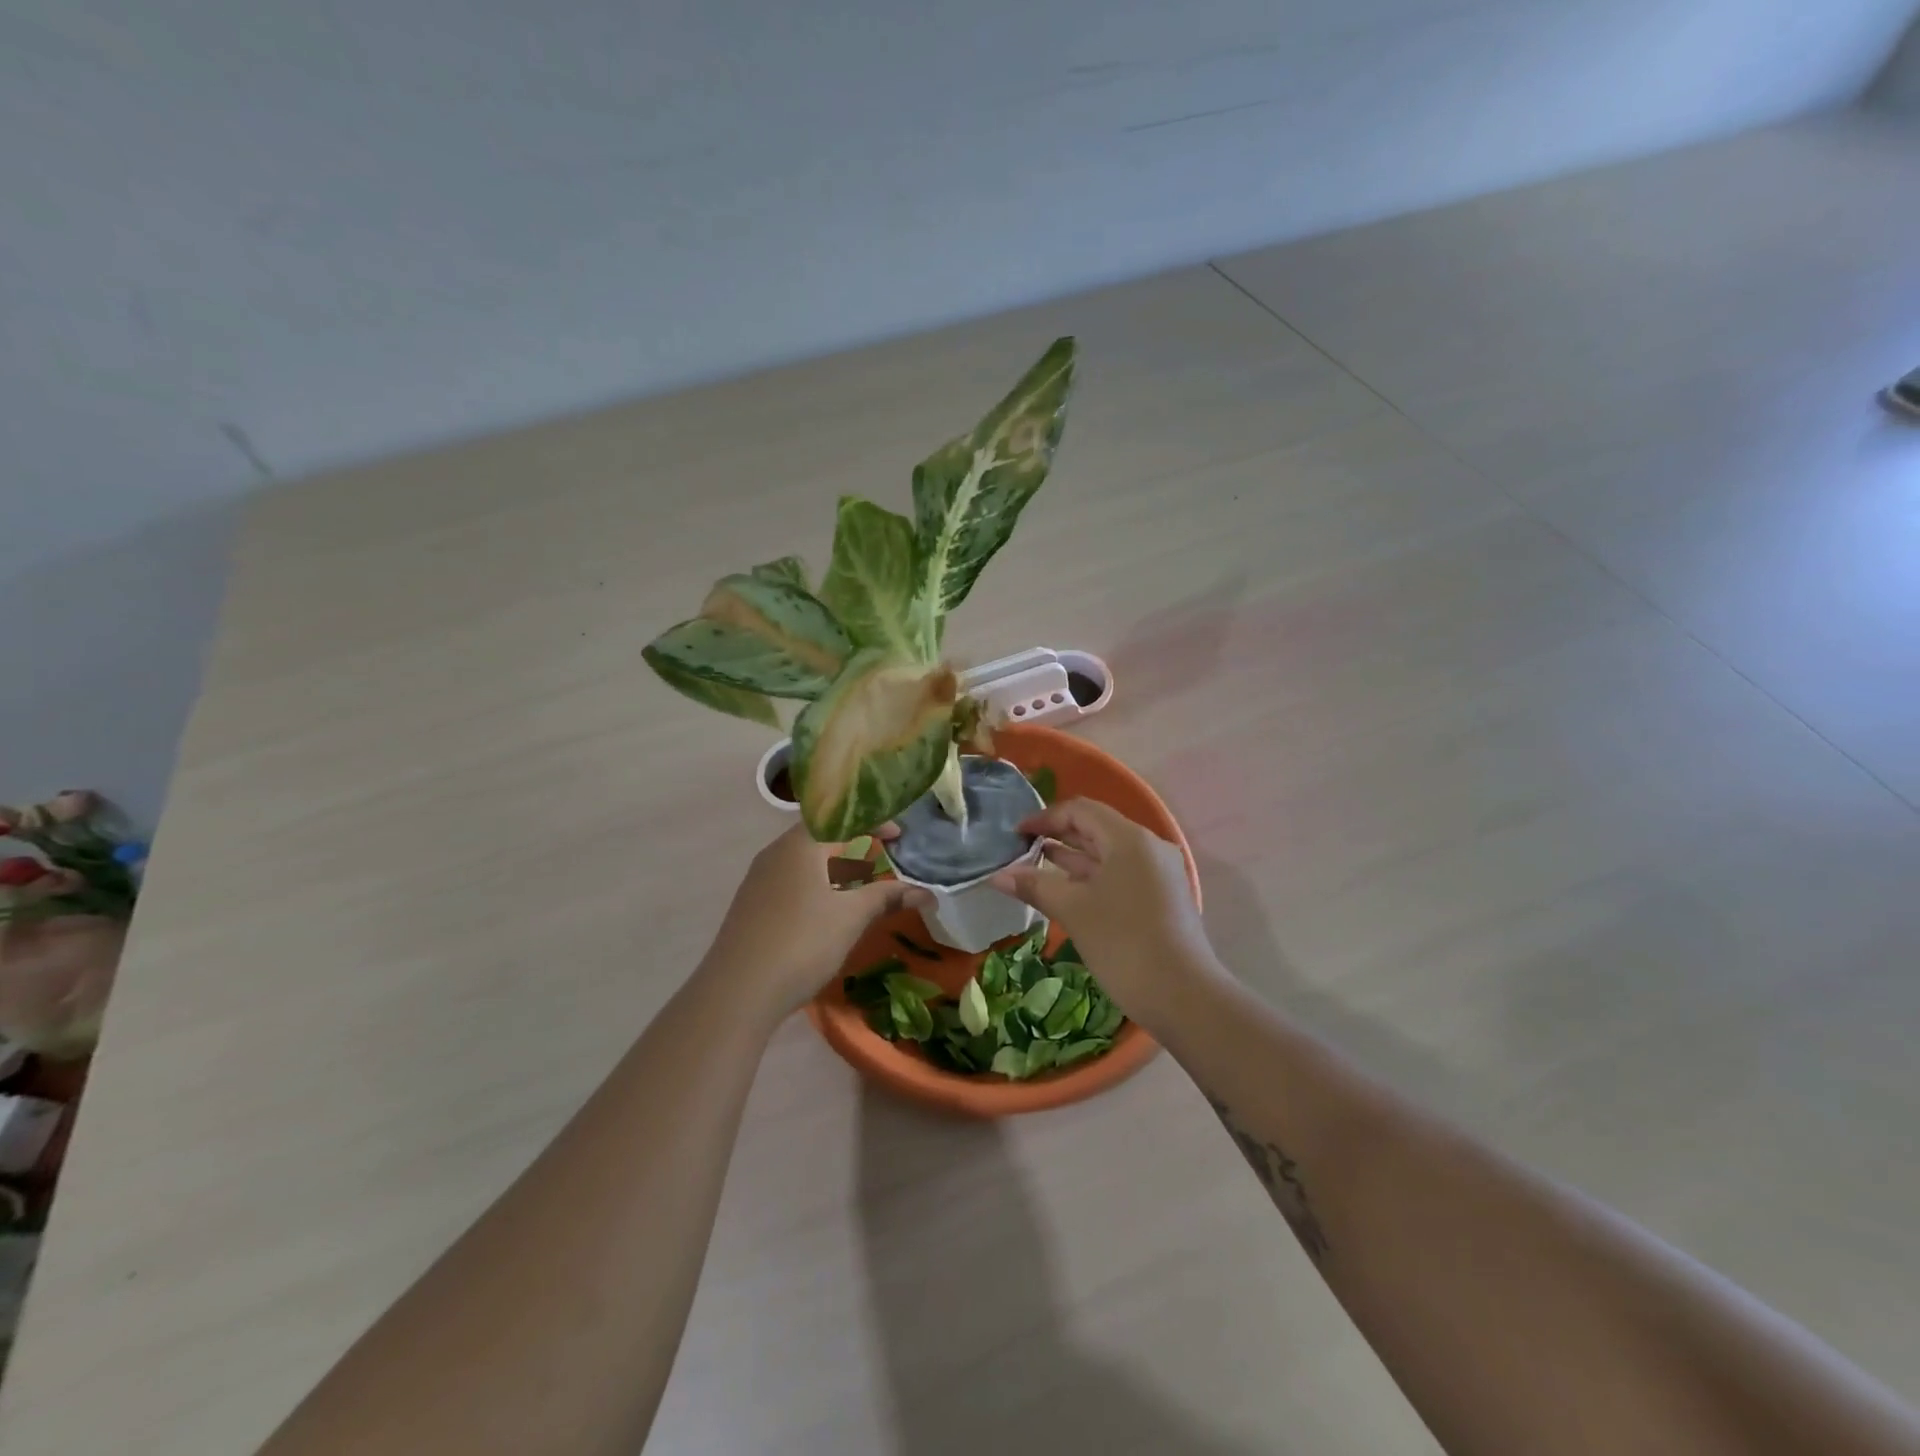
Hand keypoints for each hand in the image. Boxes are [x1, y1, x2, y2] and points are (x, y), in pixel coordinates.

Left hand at [700, 824, 929, 1019]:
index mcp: (800, 845)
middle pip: (820, 837)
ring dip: (834, 867)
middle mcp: (775, 853)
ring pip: (804, 861)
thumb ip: (887, 897)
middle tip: (882, 858)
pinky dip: (816, 885)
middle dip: (854, 845)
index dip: (873, 822)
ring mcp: (758, 880)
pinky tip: (826, 912)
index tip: (898, 837)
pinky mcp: (751, 906)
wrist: (737, 992)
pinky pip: (791, 881)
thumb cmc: (802, 942)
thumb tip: (927, 893)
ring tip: (859, 886)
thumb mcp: (852, 917)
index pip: (841, 818)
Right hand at [990, 799, 1216, 1027]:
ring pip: (1108, 853)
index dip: (1044, 818)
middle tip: (1021, 849)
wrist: (1183, 997)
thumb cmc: (1123, 943)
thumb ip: (1035, 886)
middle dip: (1057, 835)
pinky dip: (1091, 877)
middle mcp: (1148, 847)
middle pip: (1096, 828)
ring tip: (1035, 866)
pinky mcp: (1161, 898)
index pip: (1080, 810)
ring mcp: (1159, 873)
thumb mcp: (1073, 910)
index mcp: (1130, 839)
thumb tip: (997, 876)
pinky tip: (1067, 891)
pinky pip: (1120, 874)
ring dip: (1072, 857)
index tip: (1015, 834)